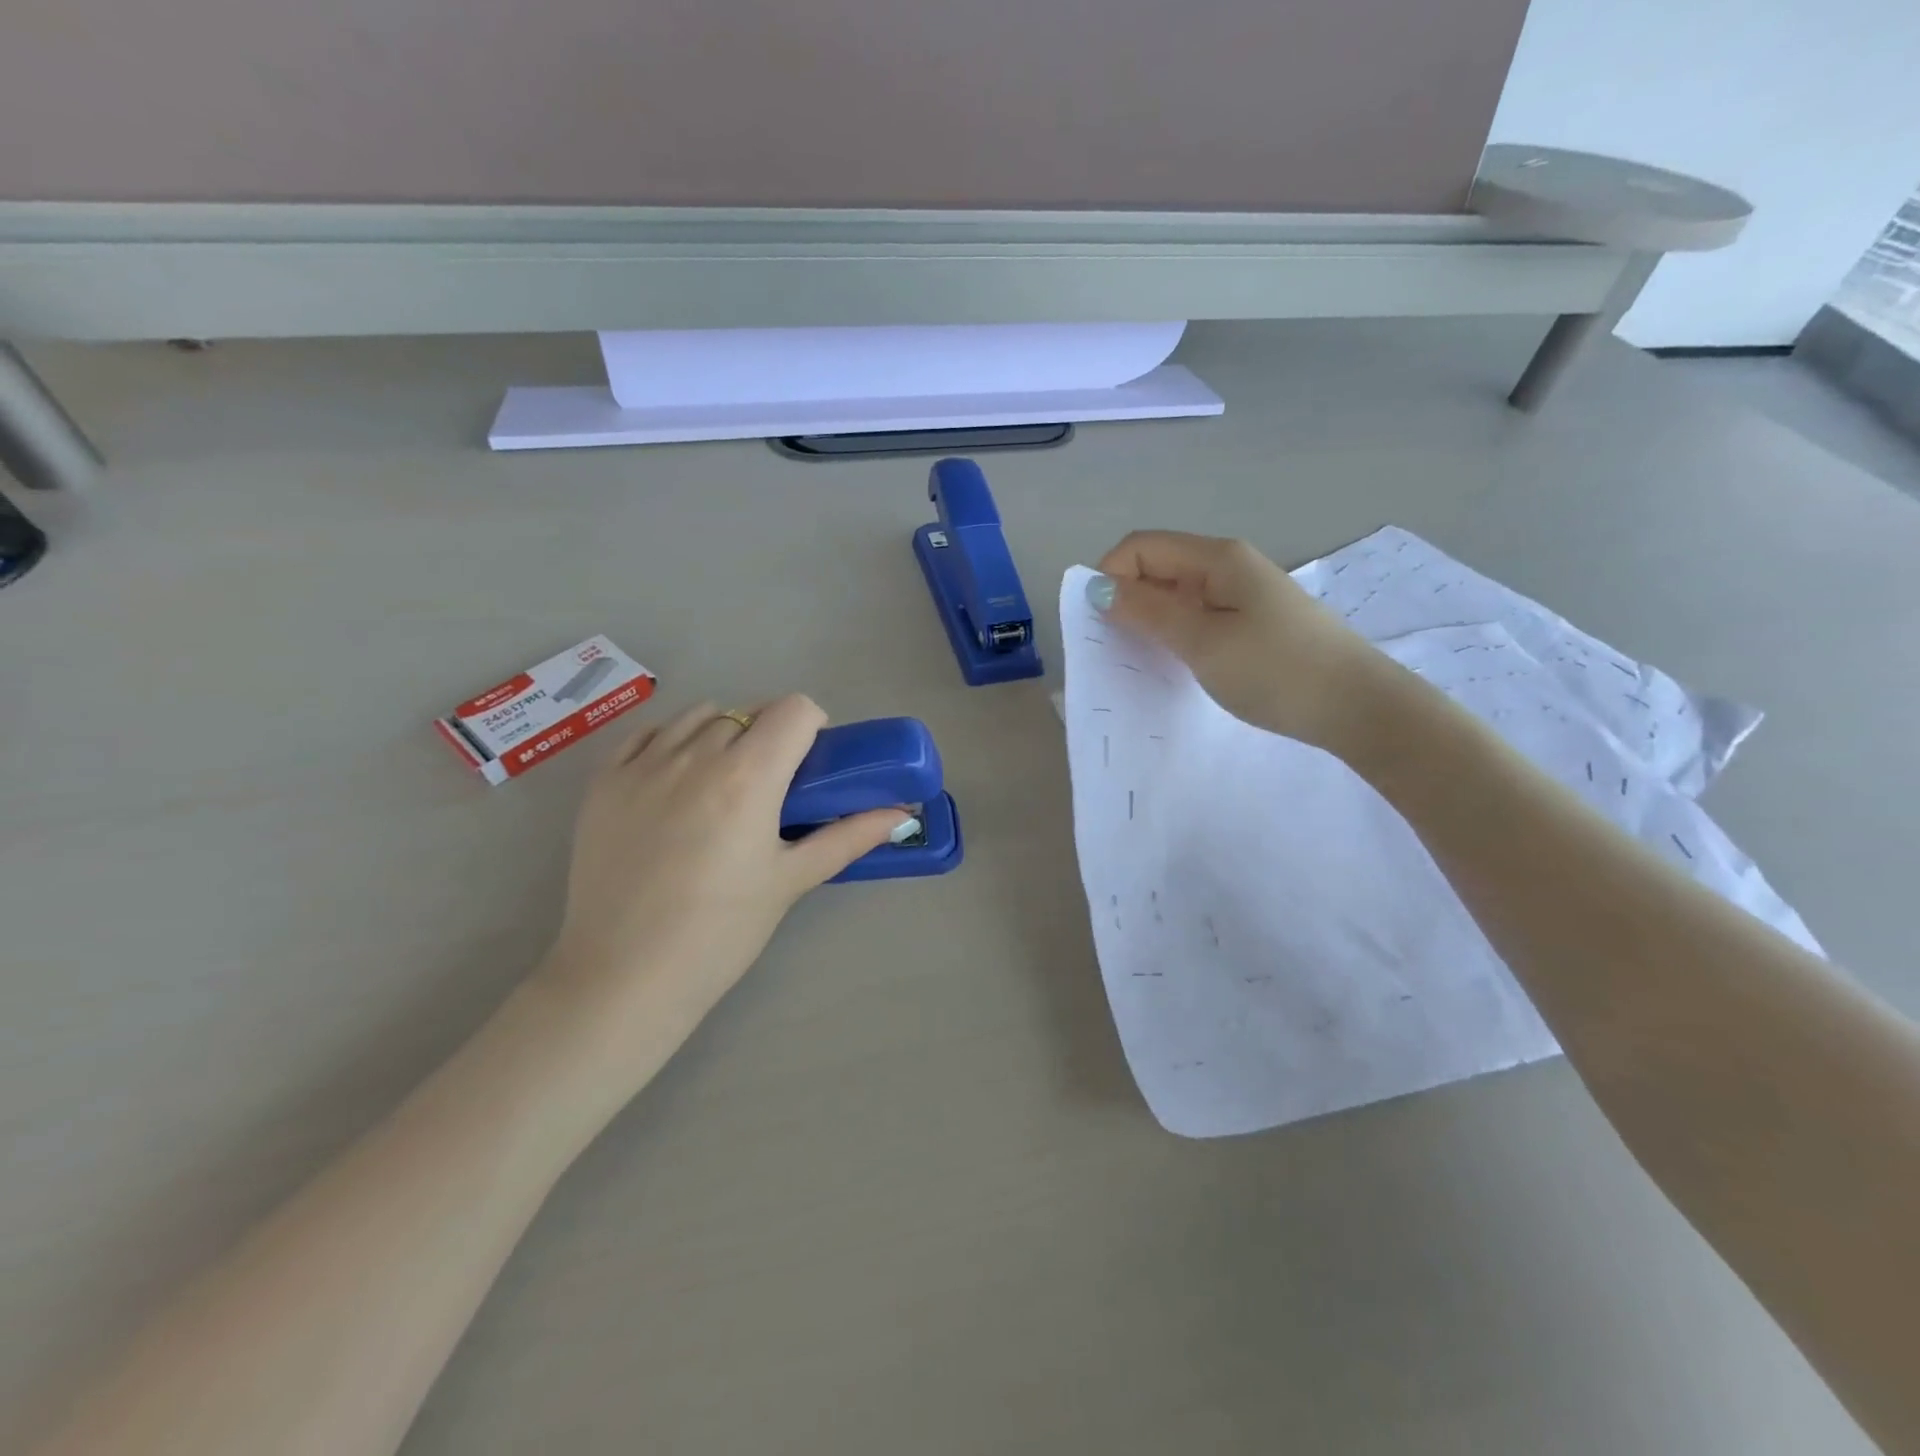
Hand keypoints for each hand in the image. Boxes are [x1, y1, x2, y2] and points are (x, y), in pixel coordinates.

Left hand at [539, 696, 910, 1068]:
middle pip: (749, 713)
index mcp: (748, 776)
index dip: (812, 728)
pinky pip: (648, 735)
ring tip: (722, 784)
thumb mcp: (791, 881)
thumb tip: (901, 815)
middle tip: (771, 788)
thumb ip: (848, 837)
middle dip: (770, 737)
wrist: (624, 976)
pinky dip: (672, 743)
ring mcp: (642, 765)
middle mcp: (694, 755)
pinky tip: (675, 782)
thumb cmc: (721, 932)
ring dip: (722, 734)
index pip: (794, 710)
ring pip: (698, 716)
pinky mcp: (604, 782)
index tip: (810, 765)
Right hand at [1092, 531, 1387, 753]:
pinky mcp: (1253, 621)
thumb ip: (1147, 612)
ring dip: (1151, 618)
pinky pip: (1199, 614)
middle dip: (1127, 598)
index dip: (1109, 576)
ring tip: (1145, 658)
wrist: (1356, 706)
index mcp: (1216, 558)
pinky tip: (1179, 661)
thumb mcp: (1202, 641)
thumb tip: (1098, 588)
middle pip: (1158, 566)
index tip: (1099, 624)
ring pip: (1177, 593)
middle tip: (1117, 646)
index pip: (1140, 547)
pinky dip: (1177, 632)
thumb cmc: (1275, 670)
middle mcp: (1228, 565)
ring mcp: (1243, 593)